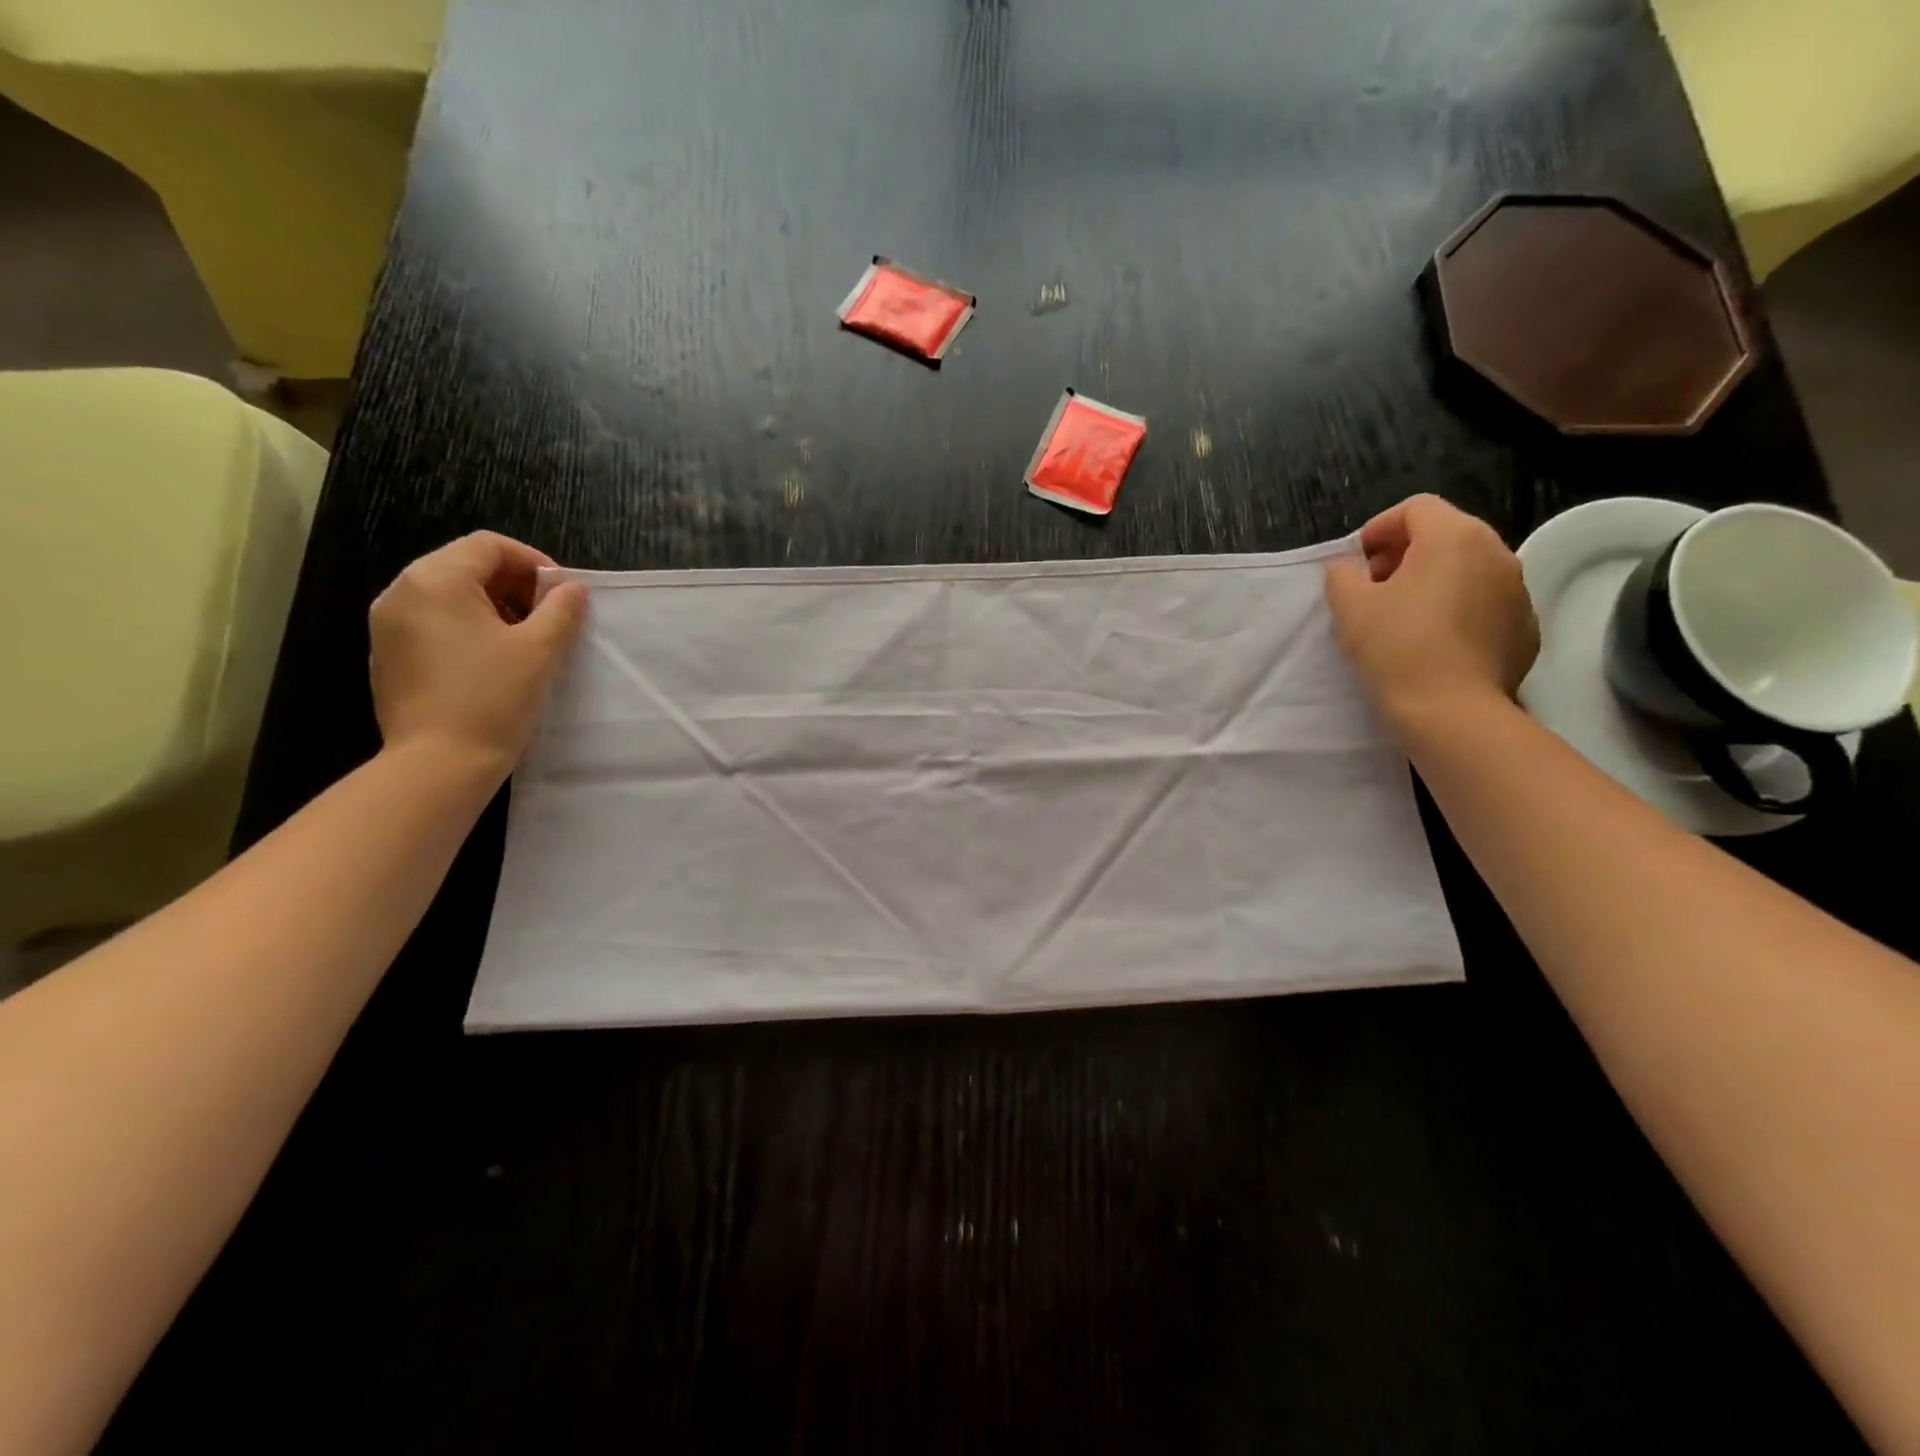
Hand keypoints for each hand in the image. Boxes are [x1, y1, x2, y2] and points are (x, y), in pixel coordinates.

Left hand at [369, 532, 588, 776]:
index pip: (489, 546)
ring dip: (492, 606)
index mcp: (436, 581)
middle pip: (465, 565)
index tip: (563, 594)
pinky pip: (433, 623)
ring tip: (525, 640)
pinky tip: (493, 662)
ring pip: (448, 595)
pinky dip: (467, 628)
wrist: (438, 764)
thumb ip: (561, 610)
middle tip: (550, 616)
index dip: (533, 562)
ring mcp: (388, 625)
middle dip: (514, 584)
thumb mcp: (540, 650)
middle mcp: (402, 592)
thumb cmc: (493, 698)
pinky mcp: (389, 655)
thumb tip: (572, 589)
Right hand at [1325, 495, 1538, 727]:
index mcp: (1454, 537)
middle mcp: (1496, 551)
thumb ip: (1343, 575)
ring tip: (1403, 616)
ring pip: (1467, 568)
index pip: (1415, 508)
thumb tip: (1350, 569)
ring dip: (1433, 580)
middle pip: (1446, 534)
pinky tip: (1434, 642)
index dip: (1379, 528)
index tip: (1357, 561)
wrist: (1452, 710)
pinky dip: (1458, 608)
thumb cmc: (1396, 648)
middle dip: (1405, 553)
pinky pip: (1485, 602)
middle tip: (1374, 587)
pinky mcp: (1525, 626)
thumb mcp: (1349, 607)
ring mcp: (1517, 589)